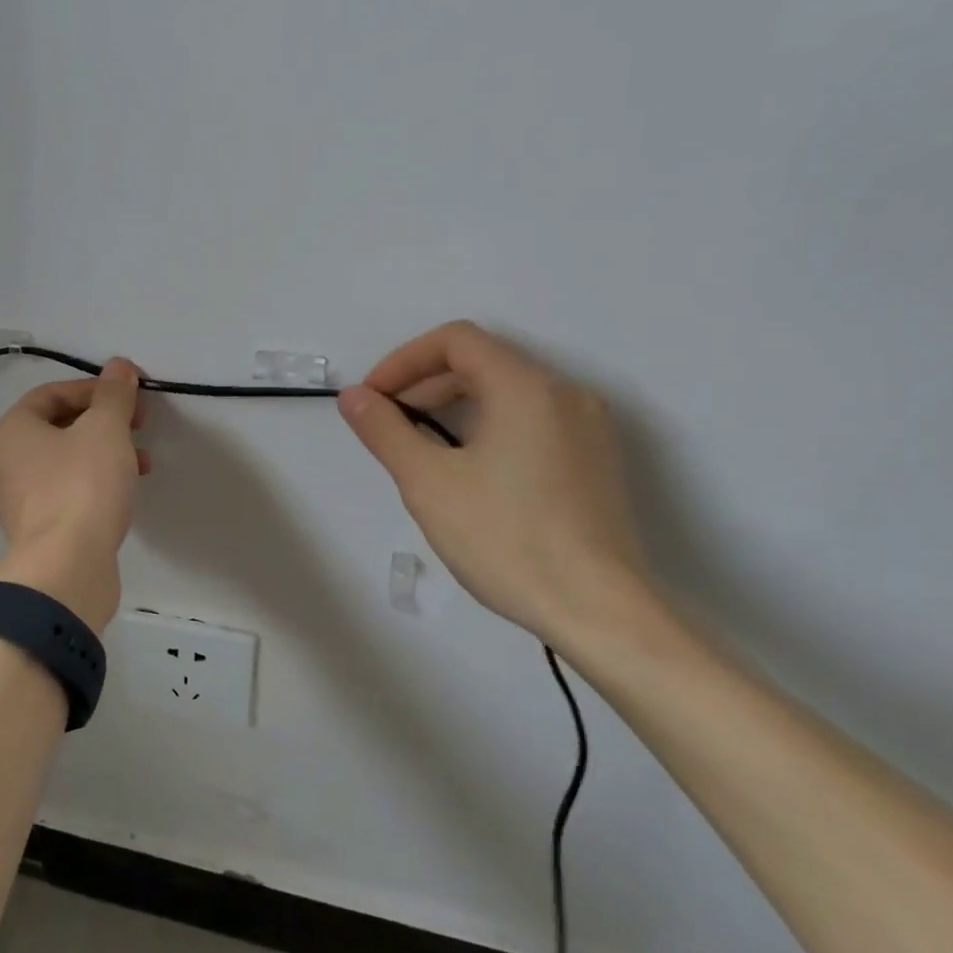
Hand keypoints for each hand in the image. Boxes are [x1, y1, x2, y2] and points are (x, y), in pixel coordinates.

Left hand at [0, 357, 148, 632]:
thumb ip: (114, 394)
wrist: (67, 568)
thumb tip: (119, 366)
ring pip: (65, 463)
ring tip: (141, 464)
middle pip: (58, 428)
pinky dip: (95, 486)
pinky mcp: (36, 533)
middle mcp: (5, 465)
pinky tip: (123, 494)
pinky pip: (67, 495)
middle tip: (138, 427)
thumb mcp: (106, 428)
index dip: (94, 388)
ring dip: (104, 455)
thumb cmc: (82, 486)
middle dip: (103, 423)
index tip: (130, 396)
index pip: (51, 394)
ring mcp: (18, 503)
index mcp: (12, 432)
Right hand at [337, 321, 648, 644]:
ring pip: (508, 392)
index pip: (456, 340)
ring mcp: (589, 427)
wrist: (599, 612)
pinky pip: (533, 420)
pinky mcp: (597, 460)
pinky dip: (490, 426)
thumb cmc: (507, 540)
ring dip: (455, 406)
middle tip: (387, 426)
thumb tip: (353, 397)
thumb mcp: (428, 483)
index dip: (404, 360)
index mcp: (526, 387)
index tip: (372, 399)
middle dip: (425, 385)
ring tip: (420, 449)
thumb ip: (384, 431)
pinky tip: (469, 470)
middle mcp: (565, 392)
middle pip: (482, 363)